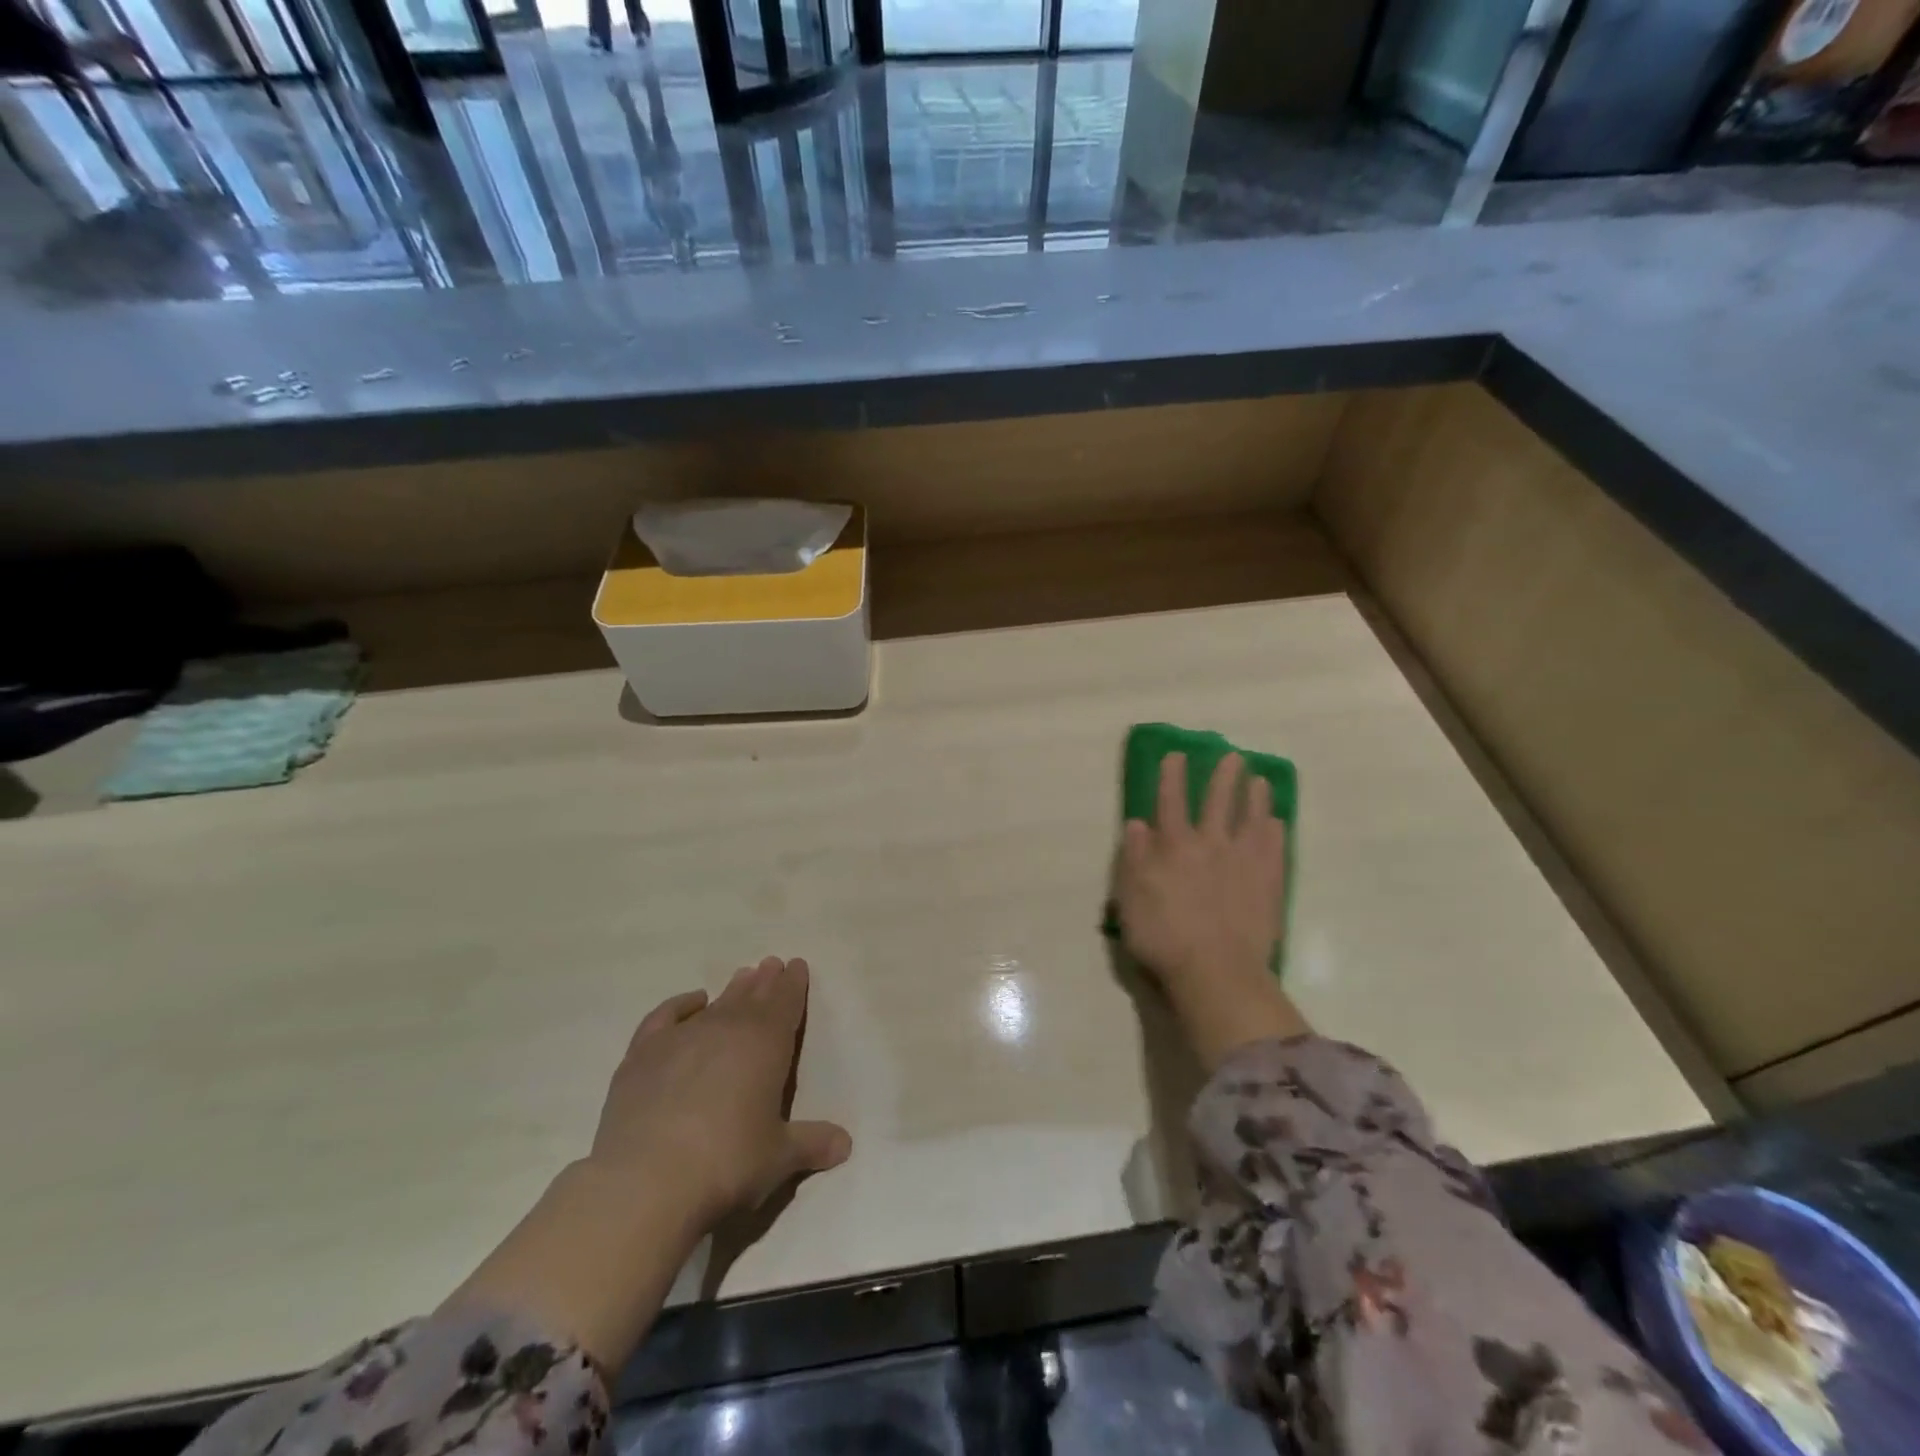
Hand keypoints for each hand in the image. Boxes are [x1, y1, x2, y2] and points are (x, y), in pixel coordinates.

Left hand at [589, 957, 851, 1228]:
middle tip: (772, 964)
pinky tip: (692, 1001)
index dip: (794, 984)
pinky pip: (667, 1015)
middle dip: (766, 981)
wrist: (646, 1178)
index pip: (786, 1003)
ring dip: (733, 989)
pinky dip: (681, 1004)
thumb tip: (845, 1145)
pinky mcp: (644, 1053)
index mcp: (767, 1043)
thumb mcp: (777, 1158)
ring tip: (743, 975)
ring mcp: (683, 1036)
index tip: (797, 965)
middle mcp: (728, 1028)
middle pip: (752, 996)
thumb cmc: (726, 1162)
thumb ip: (811, 1144)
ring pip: (717, 1003)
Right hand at [1116, 753, 1308, 1068]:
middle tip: (1233, 757)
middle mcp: (1210, 845)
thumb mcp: (1131, 899)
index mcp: (1173, 847)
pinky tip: (1278, 823)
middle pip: (1218, 802)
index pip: (1170, 802)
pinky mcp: (1269, 884)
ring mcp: (1244, 863)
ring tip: (1260, 780)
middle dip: (1223, 777)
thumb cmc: (1163, 938)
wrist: (1216, 972)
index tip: (1176, 755)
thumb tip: (1137, 823)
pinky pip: (1275, 849)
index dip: (1172, 777)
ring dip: (1255, 797)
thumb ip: (1134, 858)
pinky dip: (1276, 832)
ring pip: (1252, 819)